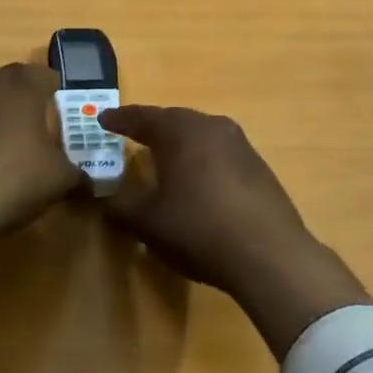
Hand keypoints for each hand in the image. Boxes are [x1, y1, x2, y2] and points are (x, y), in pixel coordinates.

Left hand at [0, 63, 81, 279]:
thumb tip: (87, 177)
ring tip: (5, 155)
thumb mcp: (58, 180)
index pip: (48, 77)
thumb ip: (77, 171)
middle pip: (15, 86)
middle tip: (38, 141)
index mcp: (21, 82)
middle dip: (27, 108)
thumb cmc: (10, 179)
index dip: (60, 98)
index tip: (64, 124)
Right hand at [98, 105, 370, 358]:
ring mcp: (240, 144)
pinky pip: (220, 153)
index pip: (142, 117)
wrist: (269, 254)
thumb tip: (105, 199)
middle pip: (174, 120)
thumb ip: (121, 206)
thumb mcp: (148, 222)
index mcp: (180, 131)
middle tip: (133, 134)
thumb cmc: (198, 229)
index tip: (103, 119)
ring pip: (200, 135)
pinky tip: (199, 181)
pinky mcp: (259, 166)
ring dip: (181, 143)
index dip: (120, 119)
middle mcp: (210, 126)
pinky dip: (203, 160)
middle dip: (152, 127)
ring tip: (165, 157)